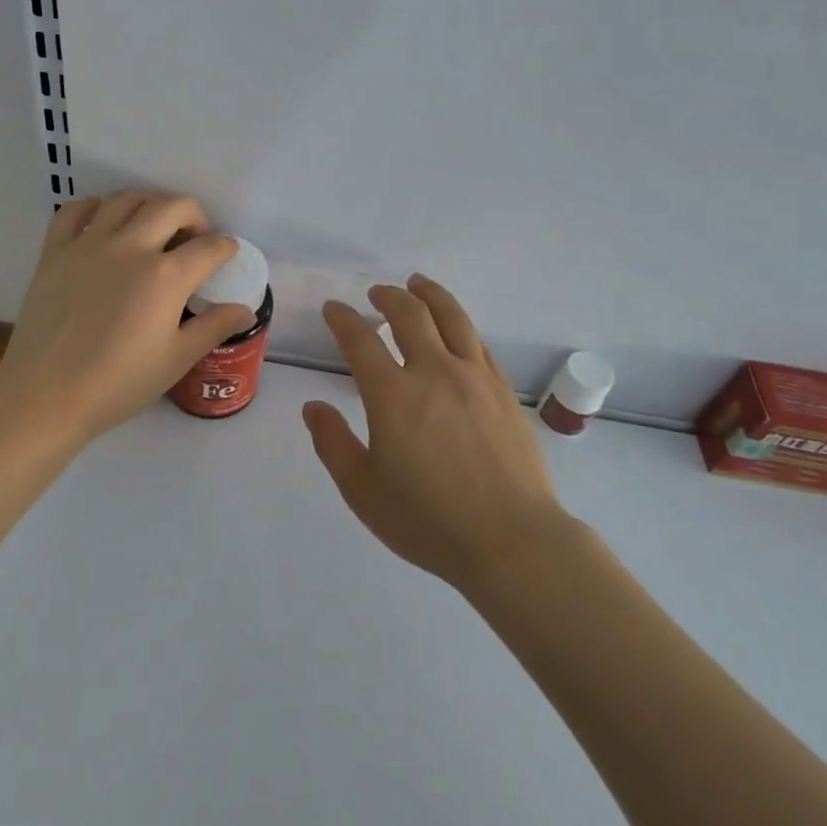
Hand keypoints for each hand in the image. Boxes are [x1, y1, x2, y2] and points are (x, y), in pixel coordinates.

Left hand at [0, 192, 259, 442]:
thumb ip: (213, 327)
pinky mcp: (55, 251)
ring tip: (153, 225)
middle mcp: (131, 247)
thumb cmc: (118, 384)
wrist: (46, 396)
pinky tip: (104, 223)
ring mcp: (89, 244)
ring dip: (149, 204)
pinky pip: (76, 210)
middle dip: (194, 216)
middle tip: (194, 238)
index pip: (209, 247)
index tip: (226, 254)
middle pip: (172, 206)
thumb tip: (245, 310)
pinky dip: (95, 207)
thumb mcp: (176, 360)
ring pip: (127, 199)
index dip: (225, 247)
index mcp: (166, 276)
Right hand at [303, 275, 571, 591]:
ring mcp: (474, 377)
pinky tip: (456, 328)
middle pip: (409, 314)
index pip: (360, 339)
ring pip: (451, 317)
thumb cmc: (429, 520)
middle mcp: (433, 372)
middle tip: (377, 293)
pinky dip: (460, 325)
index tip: (333, 309)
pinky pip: (478, 342)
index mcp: (392, 394)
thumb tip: (314, 407)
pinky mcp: (503, 390)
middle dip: (388, 296)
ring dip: (429, 294)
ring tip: (418, 284)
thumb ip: (333, 443)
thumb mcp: (363, 491)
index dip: (342, 318)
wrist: (512, 541)